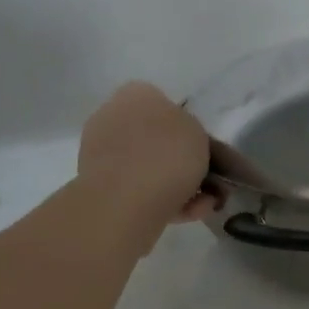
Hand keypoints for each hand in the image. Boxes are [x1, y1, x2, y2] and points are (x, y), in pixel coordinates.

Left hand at [77, 82, 216, 242]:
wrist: (126, 200)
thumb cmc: (167, 155)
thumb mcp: (200, 134)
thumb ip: (194, 134)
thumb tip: (185, 143)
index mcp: (136, 94)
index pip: (165, 104)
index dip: (189, 129)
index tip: (205, 151)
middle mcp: (113, 117)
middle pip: (156, 139)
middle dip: (183, 162)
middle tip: (208, 181)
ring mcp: (102, 153)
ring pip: (149, 168)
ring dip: (179, 185)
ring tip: (204, 205)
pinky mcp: (100, 187)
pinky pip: (139, 190)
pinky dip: (164, 200)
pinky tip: (188, 214)